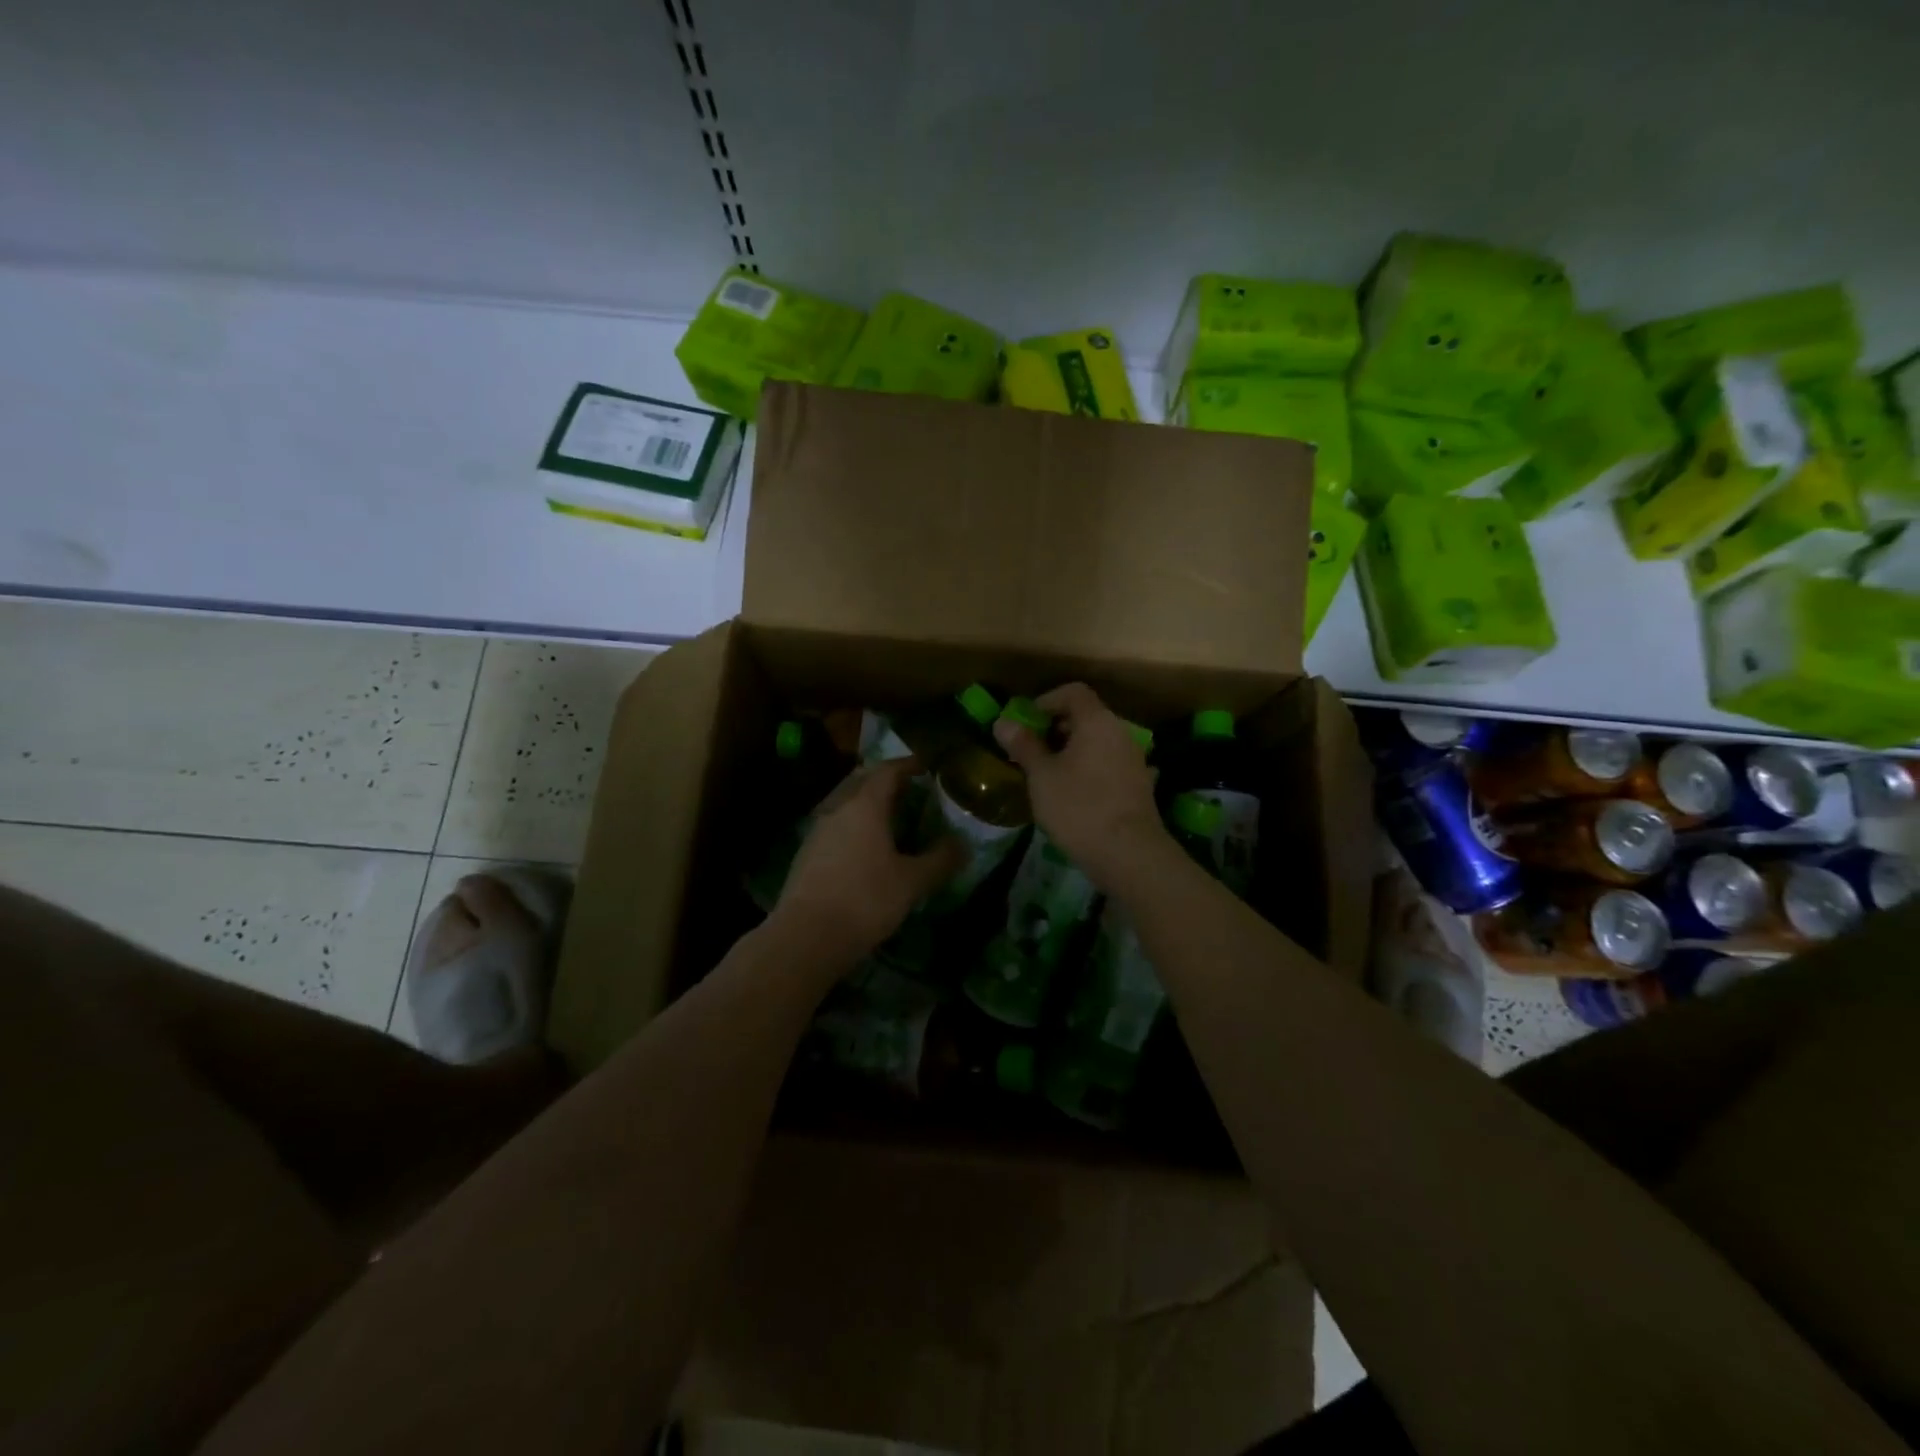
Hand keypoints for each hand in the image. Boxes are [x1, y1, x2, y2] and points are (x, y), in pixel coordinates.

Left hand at [770, 758, 964, 968]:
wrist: (806, 937)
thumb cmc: (866, 900)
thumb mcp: (912, 882)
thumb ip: (940, 860)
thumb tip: (963, 844)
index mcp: (865, 805)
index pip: (888, 770)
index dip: (909, 765)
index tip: (927, 767)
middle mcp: (838, 808)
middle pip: (863, 782)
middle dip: (887, 782)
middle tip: (911, 792)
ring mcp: (818, 830)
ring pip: (846, 804)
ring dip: (868, 804)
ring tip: (892, 821)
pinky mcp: (806, 853)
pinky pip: (836, 826)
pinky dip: (854, 826)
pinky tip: (866, 849)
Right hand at [992, 683, 1167, 891]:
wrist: (1129, 853)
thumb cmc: (1079, 807)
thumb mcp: (1042, 776)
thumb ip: (1024, 746)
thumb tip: (1003, 722)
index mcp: (1097, 721)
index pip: (1073, 692)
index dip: (1046, 701)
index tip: (1025, 723)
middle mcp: (1120, 732)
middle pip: (1086, 716)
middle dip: (1055, 728)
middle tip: (1030, 751)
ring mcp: (1134, 759)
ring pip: (1097, 742)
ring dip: (1071, 751)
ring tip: (1047, 775)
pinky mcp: (1138, 785)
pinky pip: (1108, 764)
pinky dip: (1088, 769)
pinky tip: (1072, 794)